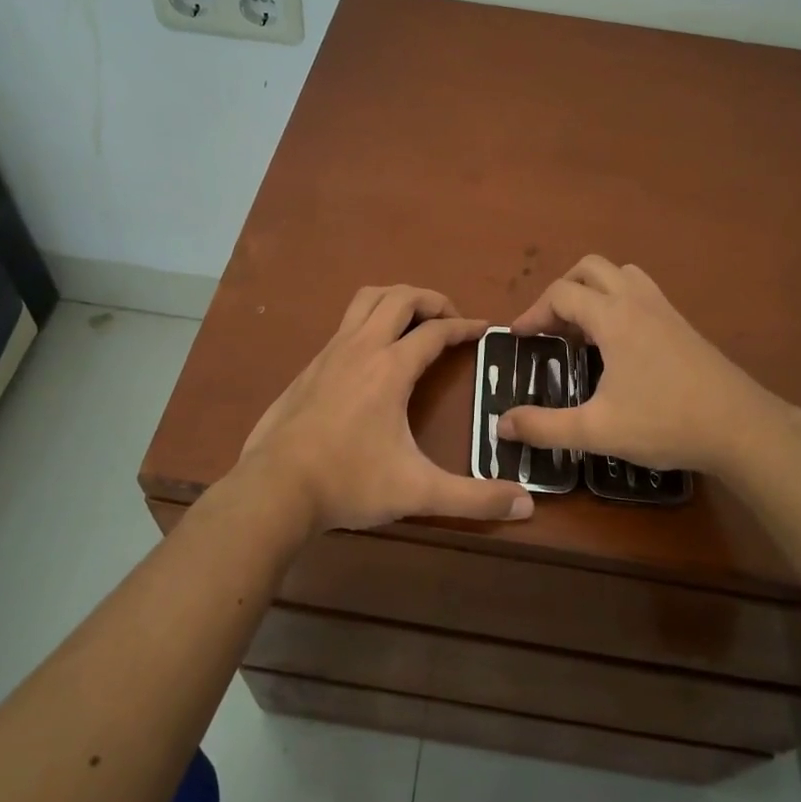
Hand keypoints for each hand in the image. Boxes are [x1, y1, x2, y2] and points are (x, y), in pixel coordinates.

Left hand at [240, 285, 535, 532]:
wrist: (274, 488)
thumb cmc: (349, 482)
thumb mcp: (417, 492)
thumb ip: (473, 498)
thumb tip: (526, 504)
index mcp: (390, 368)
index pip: (436, 331)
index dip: (465, 326)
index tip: (484, 329)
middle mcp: (361, 348)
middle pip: (400, 297)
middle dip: (431, 300)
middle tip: (450, 319)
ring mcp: (330, 353)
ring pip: (366, 300)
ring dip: (395, 300)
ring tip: (414, 322)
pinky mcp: (309, 367)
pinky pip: (345, 324)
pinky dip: (368, 321)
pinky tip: (372, 355)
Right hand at [496, 256, 777, 476]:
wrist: (742, 427)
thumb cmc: (666, 422)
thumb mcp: (597, 430)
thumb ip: (545, 426)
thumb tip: (501, 424)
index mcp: (613, 317)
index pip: (561, 293)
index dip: (533, 312)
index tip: (520, 338)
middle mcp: (637, 301)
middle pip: (590, 268)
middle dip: (562, 290)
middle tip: (550, 326)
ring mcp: (665, 309)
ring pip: (621, 274)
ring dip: (594, 290)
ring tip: (583, 329)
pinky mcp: (683, 325)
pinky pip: (642, 292)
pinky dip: (619, 302)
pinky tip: (620, 344)